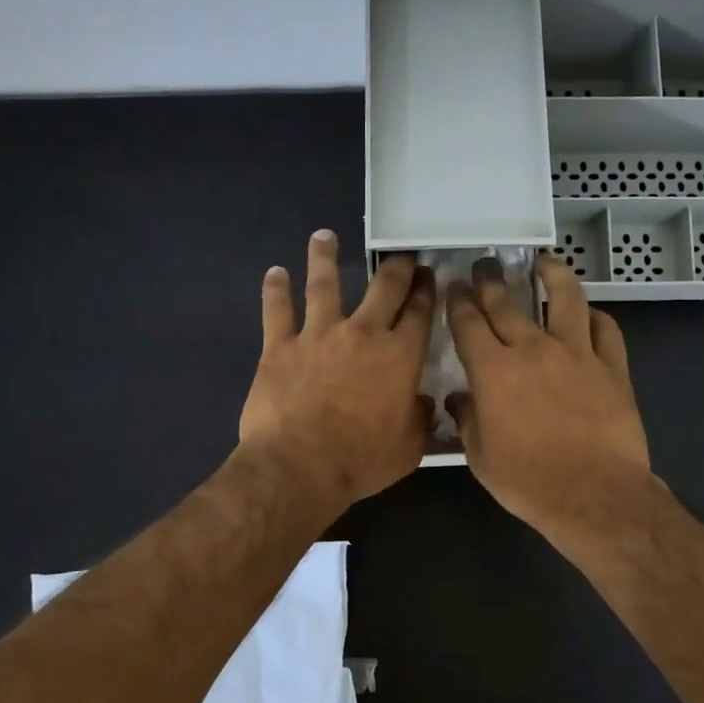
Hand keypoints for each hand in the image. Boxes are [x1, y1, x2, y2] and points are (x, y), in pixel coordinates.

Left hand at [238, 231, 435, 509]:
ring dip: (325, 257)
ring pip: (324, 284)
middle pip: (383, 288)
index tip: (428, 276)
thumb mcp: (409, 448)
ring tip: (324, 236)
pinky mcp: (280, 346)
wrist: (300, 466)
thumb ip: (420, 420)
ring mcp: (318, 335)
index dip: (426, 290)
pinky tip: (275, 273)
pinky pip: (277, 310)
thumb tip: (423, 403)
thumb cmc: (361, 460)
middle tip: (399, 255)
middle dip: (395, 267)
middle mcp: (362, 334)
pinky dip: (276, 290)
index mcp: (400, 356)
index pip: (419, 312)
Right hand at [445, 254, 650, 540]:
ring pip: (566, 299)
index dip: (458, 302)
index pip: (469, 323)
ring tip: (545, 263)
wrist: (593, 494)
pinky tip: (589, 314)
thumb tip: (459, 400)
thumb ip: (468, 421)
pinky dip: (595, 317)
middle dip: (491, 280)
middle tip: (485, 265)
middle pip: (508, 302)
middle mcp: (533, 350)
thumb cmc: (528, 481)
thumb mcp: (481, 457)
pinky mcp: (612, 367)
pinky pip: (606, 329)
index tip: (455, 287)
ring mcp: (577, 354)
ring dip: (552, 275)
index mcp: (493, 371)